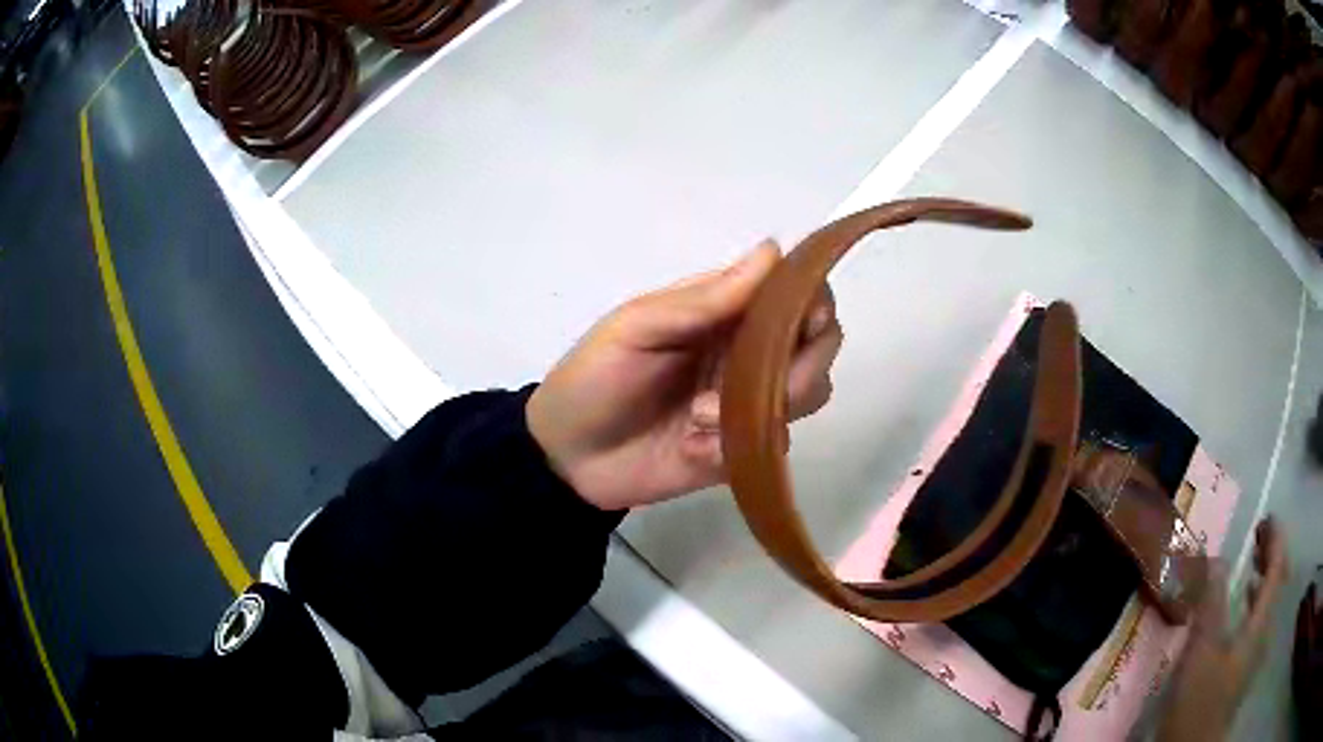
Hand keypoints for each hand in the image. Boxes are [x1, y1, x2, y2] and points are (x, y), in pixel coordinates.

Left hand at [527, 242, 842, 510]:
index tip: (801, 325)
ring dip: (768, 408)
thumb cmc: (594, 379)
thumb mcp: (637, 327)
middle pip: (819, 343)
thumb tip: (774, 250)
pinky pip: (777, 442)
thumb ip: (705, 298)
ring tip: (699, 421)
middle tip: (747, 390)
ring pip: (810, 392)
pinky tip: (694, 449)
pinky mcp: (744, 445)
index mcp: (724, 309)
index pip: (794, 292)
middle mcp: (748, 349)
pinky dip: (740, 446)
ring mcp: (750, 399)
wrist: (569, 458)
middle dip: (798, 368)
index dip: (812, 302)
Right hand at [1157, 518, 1286, 741]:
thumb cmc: (1201, 699)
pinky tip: (1239, 616)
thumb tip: (1214, 557)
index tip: (1264, 519)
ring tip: (1249, 570)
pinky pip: (1257, 624)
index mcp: (1261, 620)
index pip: (1278, 565)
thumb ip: (1211, 601)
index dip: (1275, 537)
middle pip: (1277, 582)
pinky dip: (1253, 607)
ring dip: (1262, 580)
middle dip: (1271, 555)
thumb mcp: (1202, 650)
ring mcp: (1255, 653)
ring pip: (1267, 604)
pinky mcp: (1243, 670)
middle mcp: (1264, 630)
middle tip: (1257, 538)